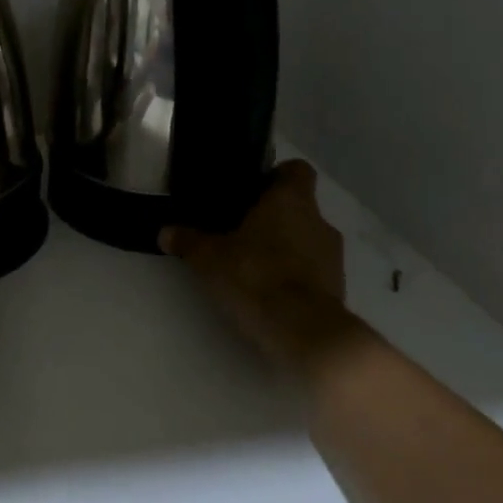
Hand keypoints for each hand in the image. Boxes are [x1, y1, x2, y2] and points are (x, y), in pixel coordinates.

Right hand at [161, 160, 361, 375]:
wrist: (305, 332)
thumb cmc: (256, 276)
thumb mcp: (209, 258)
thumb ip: (188, 241)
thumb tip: (164, 232)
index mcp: (291, 200)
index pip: (297, 170)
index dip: (277, 175)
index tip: (254, 189)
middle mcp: (319, 221)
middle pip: (299, 207)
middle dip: (273, 218)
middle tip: (241, 230)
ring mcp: (333, 256)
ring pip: (306, 239)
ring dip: (285, 247)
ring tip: (253, 264)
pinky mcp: (338, 288)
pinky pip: (313, 270)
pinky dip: (295, 275)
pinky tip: (269, 291)